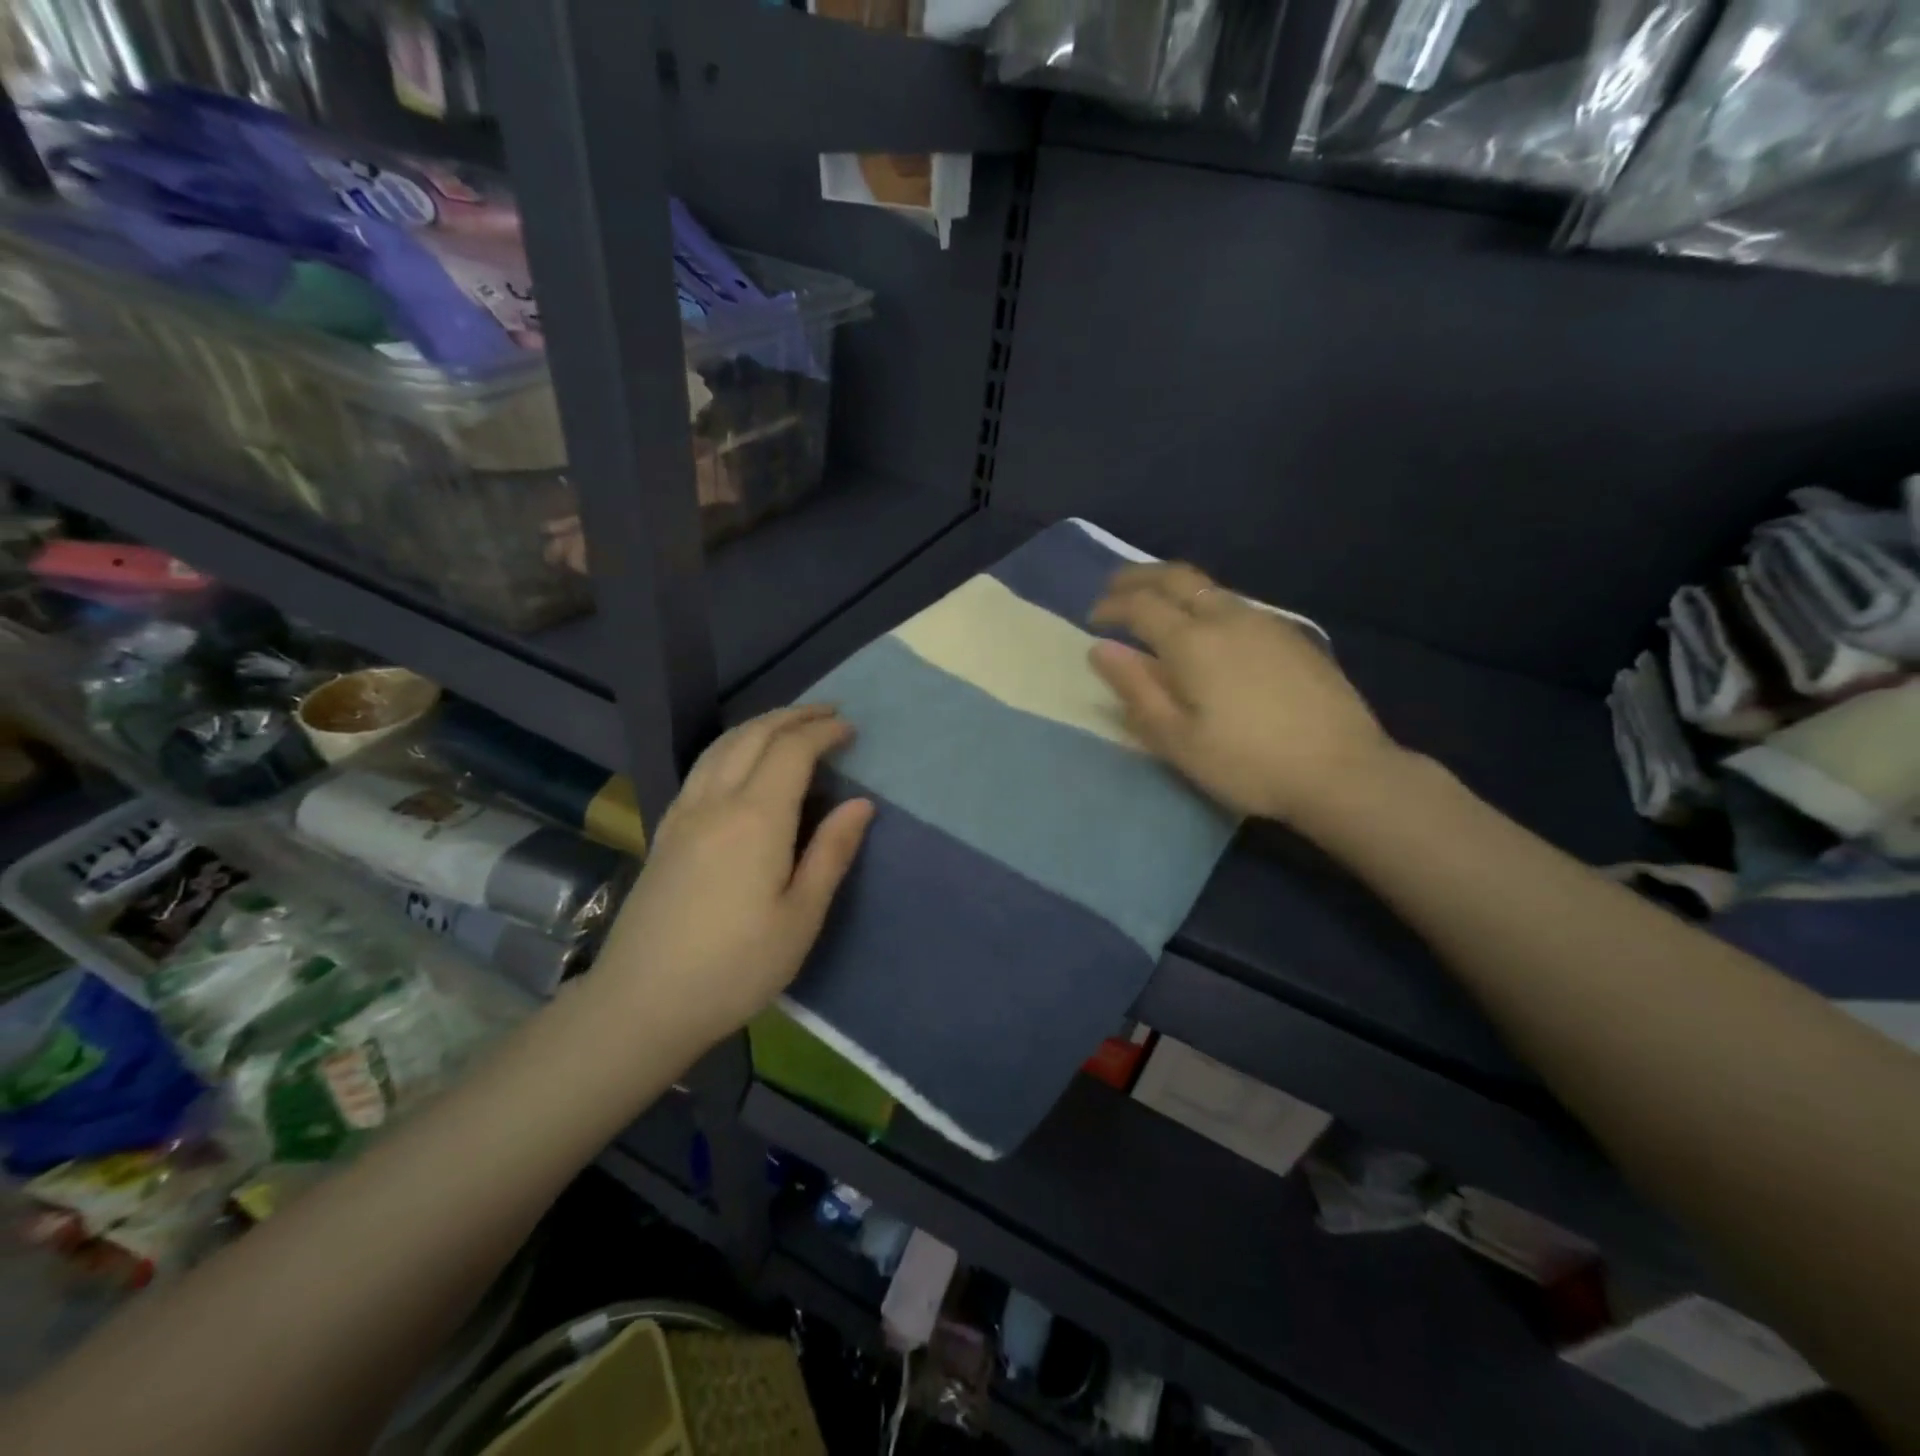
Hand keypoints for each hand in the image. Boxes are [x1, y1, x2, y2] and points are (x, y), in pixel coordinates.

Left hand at [594, 706, 872, 1046]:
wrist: (643, 1002)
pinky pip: (702, 766)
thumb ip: (831, 853)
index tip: (851, 729)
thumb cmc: (736, 966)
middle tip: (829, 713)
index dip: (823, 732)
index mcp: (756, 819)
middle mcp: (716, 802)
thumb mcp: (800, 917)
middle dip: (795, 716)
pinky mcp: (665, 830)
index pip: (792, 751)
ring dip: (761, 724)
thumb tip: (861, 803)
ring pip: (723, 745)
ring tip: (790, 725)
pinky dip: (732, 745)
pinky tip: (740, 760)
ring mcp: (684, 813)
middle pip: (755, 736)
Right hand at [1088, 562, 1401, 826]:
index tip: (1093, 619)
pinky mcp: (1292, 636)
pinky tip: (1208, 631)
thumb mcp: (1177, 738)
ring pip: (1210, 587)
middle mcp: (1228, 618)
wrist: (1342, 770)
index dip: (1111, 606)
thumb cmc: (1247, 762)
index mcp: (1193, 642)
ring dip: (1174, 588)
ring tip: (1157, 607)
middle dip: (1138, 577)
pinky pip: (1236, 604)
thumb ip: (1136, 689)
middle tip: (1115, 588)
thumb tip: (1101, 650)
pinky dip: (1205, 603)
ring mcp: (1266, 623)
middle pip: (1176, 577)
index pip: (1140, 605)